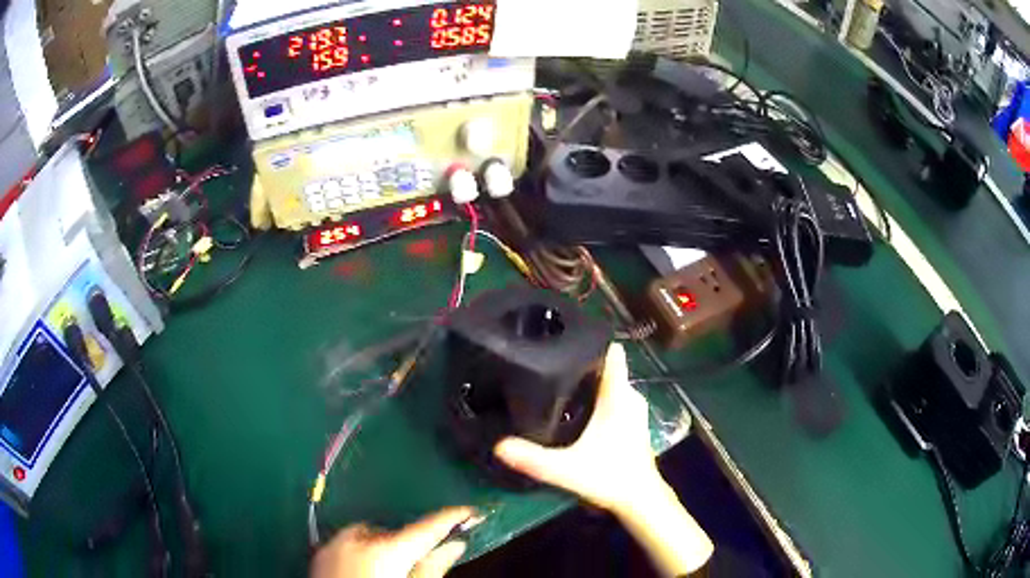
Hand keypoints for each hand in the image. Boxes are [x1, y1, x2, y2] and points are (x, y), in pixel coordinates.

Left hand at [311, 506, 473, 577]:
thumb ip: (433, 568)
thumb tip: (457, 544)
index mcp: (386, 549)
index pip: (427, 527)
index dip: (452, 517)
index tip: (472, 511)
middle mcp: (358, 537)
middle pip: (396, 533)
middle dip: (409, 544)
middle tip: (415, 564)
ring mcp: (334, 543)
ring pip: (370, 536)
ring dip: (384, 547)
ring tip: (386, 573)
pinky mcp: (320, 552)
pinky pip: (348, 542)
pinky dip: (362, 551)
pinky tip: (363, 572)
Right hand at [494, 343, 664, 512]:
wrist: (640, 499)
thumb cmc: (610, 478)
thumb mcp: (567, 469)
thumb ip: (533, 459)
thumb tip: (498, 446)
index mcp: (619, 397)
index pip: (611, 353)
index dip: (590, 340)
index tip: (564, 335)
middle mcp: (630, 396)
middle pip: (606, 366)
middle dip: (581, 361)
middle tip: (548, 360)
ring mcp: (634, 409)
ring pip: (610, 382)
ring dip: (589, 379)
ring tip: (556, 378)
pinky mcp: (632, 421)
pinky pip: (614, 396)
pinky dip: (597, 394)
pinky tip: (575, 403)